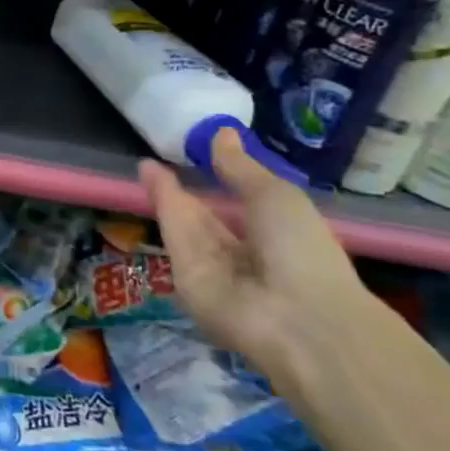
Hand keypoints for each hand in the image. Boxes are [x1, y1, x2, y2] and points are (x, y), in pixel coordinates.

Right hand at [139, 127, 373, 375]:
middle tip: (164, 158)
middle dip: (188, 189)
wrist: (296, 317)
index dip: (222, 179)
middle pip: (208, 217)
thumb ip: (239, 168)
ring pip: (186, 223)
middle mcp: (244, 253)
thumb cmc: (302, 250)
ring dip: (167, 193)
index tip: (199, 151)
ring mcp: (213, 267)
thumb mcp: (276, 196)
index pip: (243, 205)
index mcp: (278, 236)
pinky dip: (162, 204)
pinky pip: (174, 235)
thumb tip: (222, 133)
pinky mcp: (185, 276)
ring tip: (147, 165)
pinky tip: (150, 176)